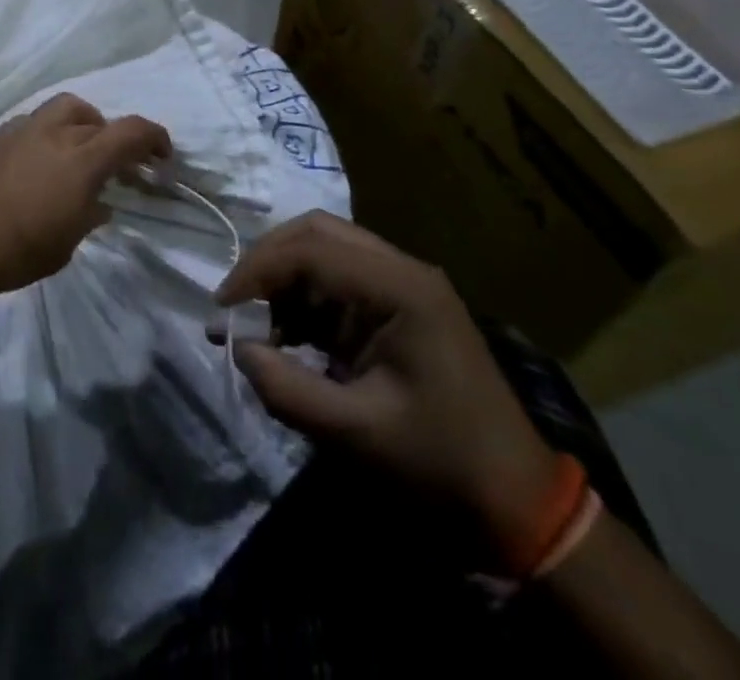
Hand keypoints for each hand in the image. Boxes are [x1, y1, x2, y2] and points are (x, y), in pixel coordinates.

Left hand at [0, 94, 169, 299]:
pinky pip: (25, 126)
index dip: (155, 137)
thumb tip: (99, 203)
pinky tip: (30, 165)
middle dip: (108, 131)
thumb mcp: (68, 243)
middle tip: (109, 158)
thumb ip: (89, 215)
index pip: (131, 131)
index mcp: (81, 159)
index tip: (162, 154)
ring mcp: (17, 131)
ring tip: (69, 154)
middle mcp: (52, 133)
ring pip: (56, 110)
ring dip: (73, 126)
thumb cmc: (19, 252)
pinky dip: (39, 137)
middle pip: (92, 115)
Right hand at [217, 212, 556, 559]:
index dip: (257, 270)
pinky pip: (337, 283)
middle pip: (317, 234)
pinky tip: (285, 338)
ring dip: (284, 282)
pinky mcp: (398, 308)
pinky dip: (303, 301)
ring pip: (324, 252)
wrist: (518, 505)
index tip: (221, 307)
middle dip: (268, 262)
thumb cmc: (441, 466)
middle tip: (234, 303)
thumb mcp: (356, 433)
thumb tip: (236, 348)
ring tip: (254, 327)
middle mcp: (402, 271)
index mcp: (401, 288)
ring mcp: (403, 286)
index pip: (311, 251)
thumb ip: (286, 388)